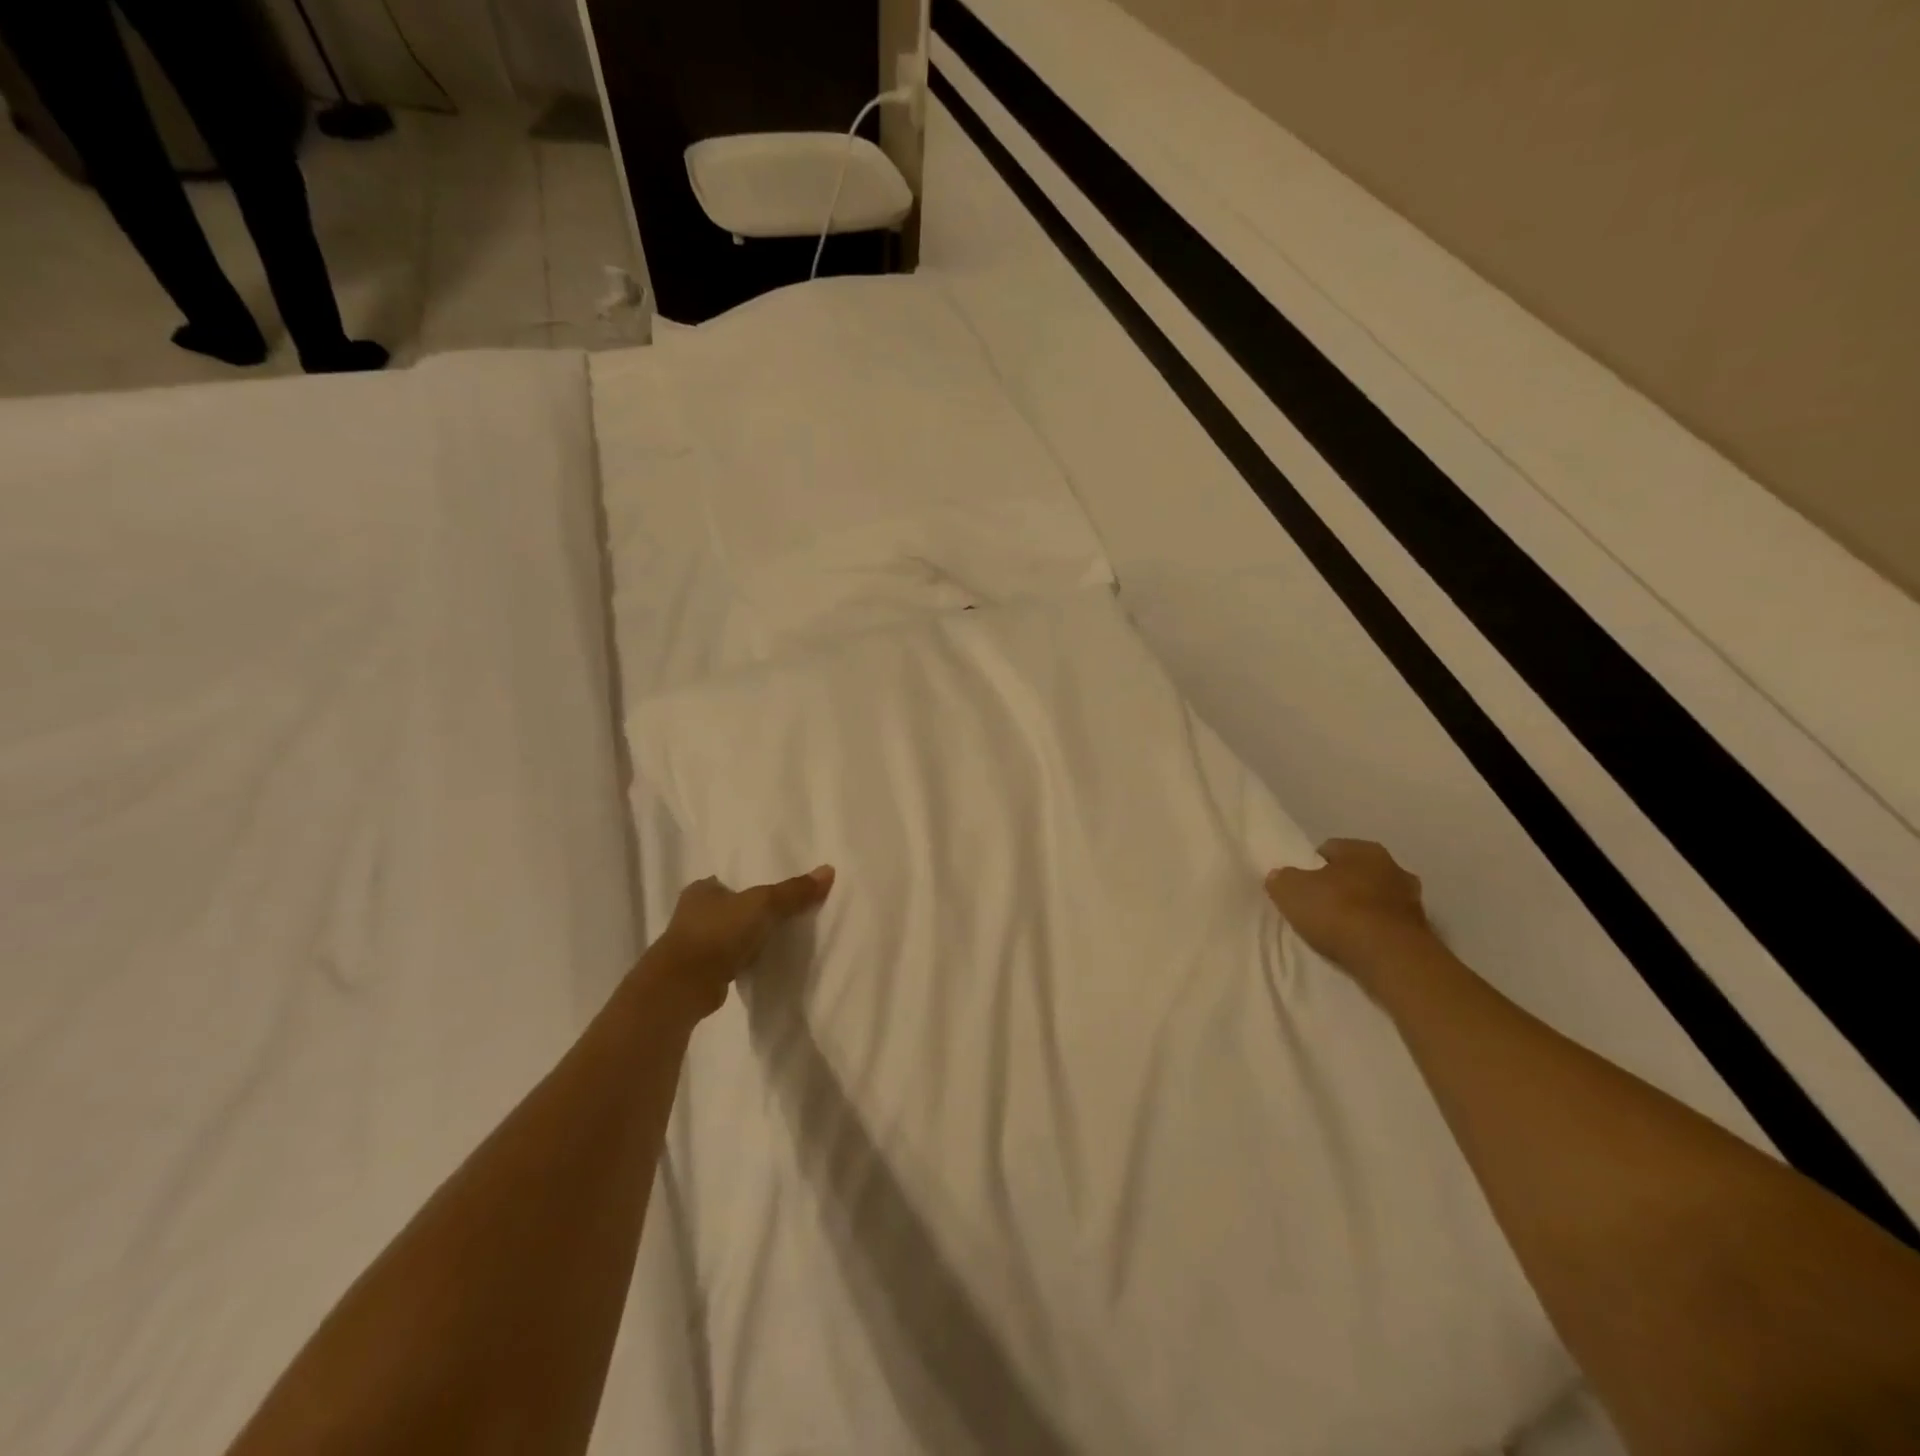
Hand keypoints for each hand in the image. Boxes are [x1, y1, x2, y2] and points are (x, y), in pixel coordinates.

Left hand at [647, 867, 834, 1021]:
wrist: (683, 986)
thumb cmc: (718, 933)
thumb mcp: (763, 905)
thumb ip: (794, 891)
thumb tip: (829, 870)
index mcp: (702, 889)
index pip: (731, 880)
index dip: (753, 884)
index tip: (776, 891)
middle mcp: (693, 913)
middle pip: (731, 907)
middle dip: (752, 912)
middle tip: (784, 914)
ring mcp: (693, 944)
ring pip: (729, 934)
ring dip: (747, 937)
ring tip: (778, 938)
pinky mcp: (699, 971)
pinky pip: (729, 958)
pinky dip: (743, 959)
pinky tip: (762, 962)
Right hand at [1265, 839, 1438, 989]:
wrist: (1391, 959)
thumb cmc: (1338, 912)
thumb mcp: (1290, 891)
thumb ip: (1283, 879)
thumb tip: (1281, 876)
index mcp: (1363, 849)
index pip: (1329, 849)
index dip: (1310, 865)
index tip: (1300, 885)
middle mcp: (1394, 866)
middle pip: (1356, 873)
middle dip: (1340, 886)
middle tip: (1318, 905)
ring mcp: (1413, 900)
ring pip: (1376, 898)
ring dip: (1361, 909)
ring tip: (1339, 930)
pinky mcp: (1422, 931)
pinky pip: (1388, 925)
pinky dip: (1375, 931)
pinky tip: (1359, 945)